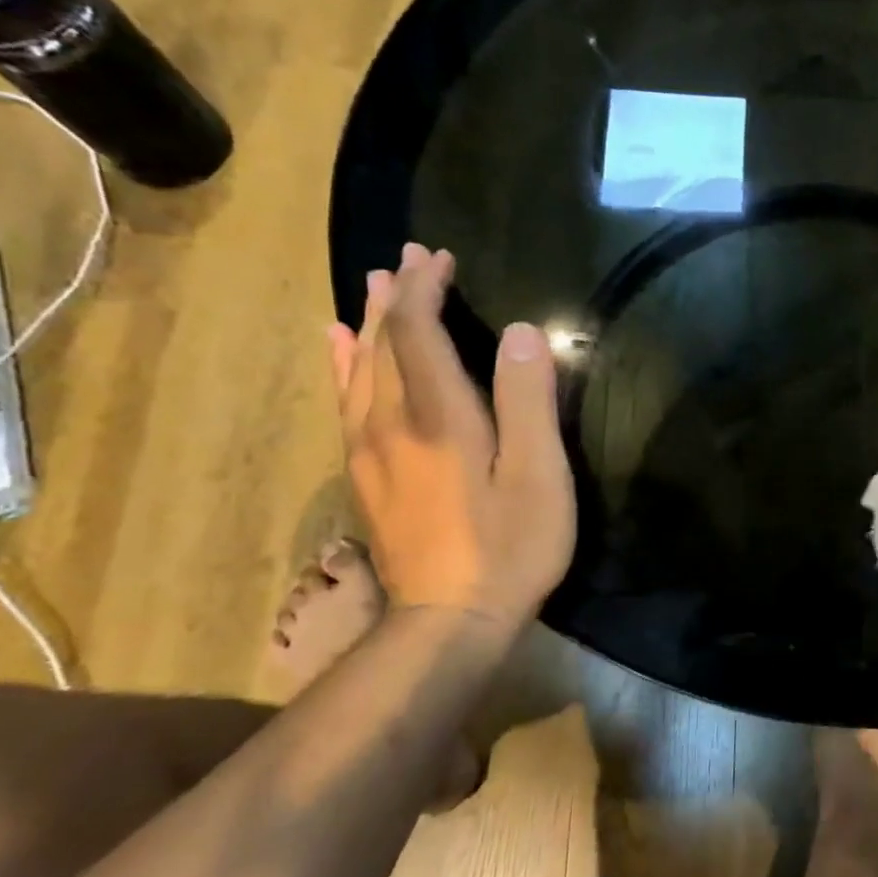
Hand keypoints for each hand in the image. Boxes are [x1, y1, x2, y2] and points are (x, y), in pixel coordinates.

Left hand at [329, 243, 575, 630]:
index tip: (439, 255)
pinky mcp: (366, 478)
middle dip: (395, 297)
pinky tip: (339, 353)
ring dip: (367, 324)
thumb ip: (527, 399)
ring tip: (372, 289)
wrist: (450, 621)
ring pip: (357, 370)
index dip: (425, 288)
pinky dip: (342, 367)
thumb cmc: (510, 545)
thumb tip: (520, 332)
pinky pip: (345, 403)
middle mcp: (389, 422)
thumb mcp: (537, 473)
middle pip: (381, 344)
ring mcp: (369, 452)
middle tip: (409, 258)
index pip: (416, 332)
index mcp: (437, 415)